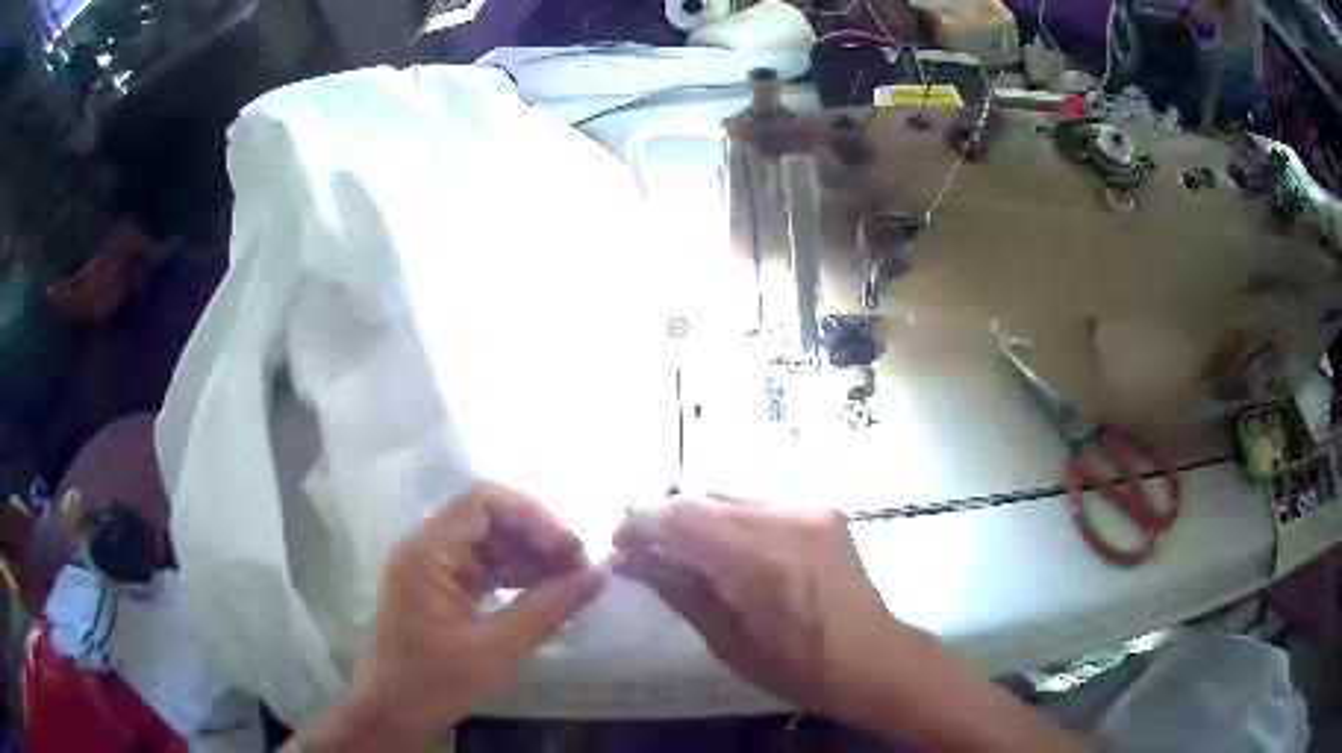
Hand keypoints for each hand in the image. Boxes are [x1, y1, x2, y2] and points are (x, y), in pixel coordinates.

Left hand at [294, 481, 604, 750]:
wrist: (397, 709)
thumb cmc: (438, 681)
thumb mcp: (498, 649)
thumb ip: (548, 609)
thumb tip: (598, 577)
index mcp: (427, 553)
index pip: (482, 502)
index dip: (532, 516)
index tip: (569, 549)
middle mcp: (427, 547)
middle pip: (489, 517)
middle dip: (537, 537)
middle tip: (577, 569)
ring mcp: (433, 564)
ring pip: (491, 538)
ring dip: (531, 555)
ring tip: (568, 583)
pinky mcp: (442, 582)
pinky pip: (485, 562)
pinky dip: (517, 573)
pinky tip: (544, 594)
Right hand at [612, 494, 900, 717]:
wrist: (872, 657)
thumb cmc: (795, 665)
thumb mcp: (726, 639)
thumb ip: (677, 588)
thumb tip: (630, 560)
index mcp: (756, 555)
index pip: (679, 516)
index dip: (640, 524)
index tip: (619, 546)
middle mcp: (782, 515)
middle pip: (702, 498)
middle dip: (665, 520)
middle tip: (647, 552)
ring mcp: (807, 506)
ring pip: (730, 494)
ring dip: (699, 517)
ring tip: (687, 551)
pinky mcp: (823, 508)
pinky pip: (760, 501)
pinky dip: (733, 517)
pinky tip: (733, 549)